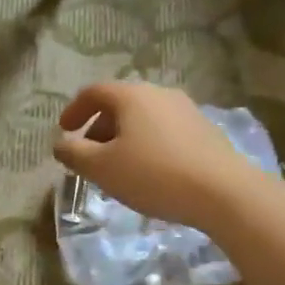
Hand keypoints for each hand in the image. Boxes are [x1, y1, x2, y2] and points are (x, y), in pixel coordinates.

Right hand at [53, 82, 259, 232]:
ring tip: (118, 167)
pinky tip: (150, 172)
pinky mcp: (205, 130)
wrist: (223, 192)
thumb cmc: (154, 174)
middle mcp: (159, 93)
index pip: (93, 92)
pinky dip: (147, 144)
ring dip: (124, 138)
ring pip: (143, 118)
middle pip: (120, 104)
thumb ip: (74, 153)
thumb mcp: (102, 168)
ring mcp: (186, 110)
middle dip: (99, 127)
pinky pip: (164, 130)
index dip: (74, 110)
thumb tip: (60, 144)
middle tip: (89, 154)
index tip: (64, 131)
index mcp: (131, 95)